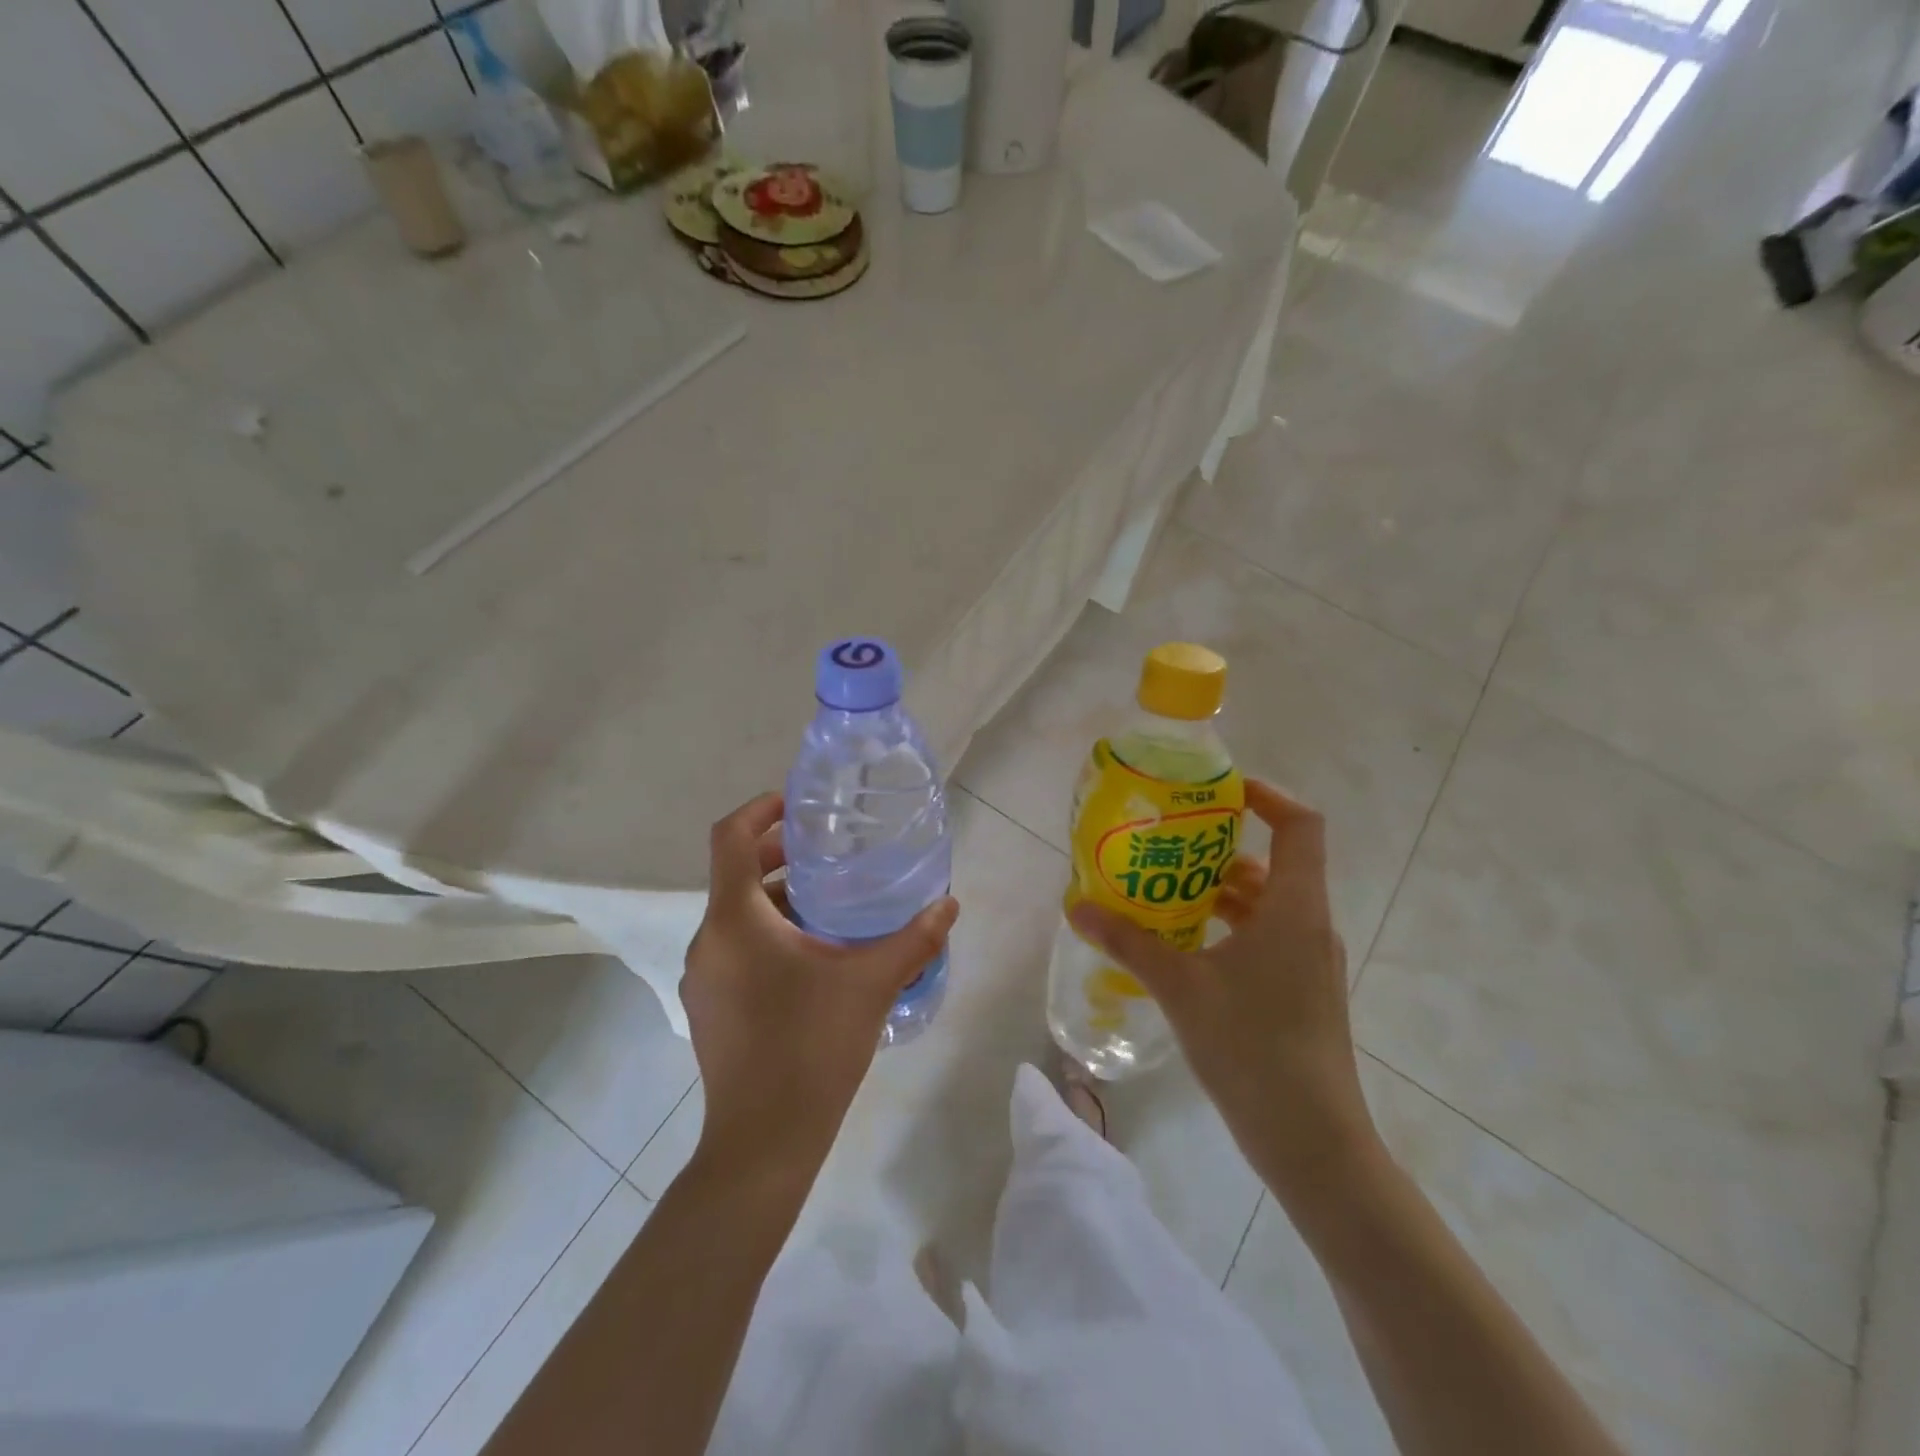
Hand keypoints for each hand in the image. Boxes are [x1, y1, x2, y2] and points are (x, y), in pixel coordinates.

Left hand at [681, 793, 958, 1191]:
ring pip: (737, 914)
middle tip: (830, 853)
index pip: (730, 838)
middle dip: (780, 855)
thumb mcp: (871, 983)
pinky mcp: (708, 1005)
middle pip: (736, 873)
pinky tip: (813, 958)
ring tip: (831, 906)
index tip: (798, 805)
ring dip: (778, 899)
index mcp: (736, 920)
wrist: (763, 1142)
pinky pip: (735, 947)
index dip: (760, 809)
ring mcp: (703, 976)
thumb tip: (949, 903)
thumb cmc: (812, 1047)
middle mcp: (708, 939)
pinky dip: (767, 933)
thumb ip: (914, 938)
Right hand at [1068, 780, 1377, 1195]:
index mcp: (1294, 908)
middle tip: (1168, 842)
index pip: (1299, 825)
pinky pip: (1266, 936)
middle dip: (1222, 847)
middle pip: (1275, 862)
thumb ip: (1128, 942)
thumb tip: (1077, 907)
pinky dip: (1229, 926)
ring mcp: (1309, 961)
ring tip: (1164, 891)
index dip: (1266, 796)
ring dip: (1220, 890)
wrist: (1313, 1142)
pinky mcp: (1301, 991)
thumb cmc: (1253, 1048)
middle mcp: (1309, 924)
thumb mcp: (1180, 988)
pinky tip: (1184, 944)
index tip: (1218, 792)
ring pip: (1267, 903)